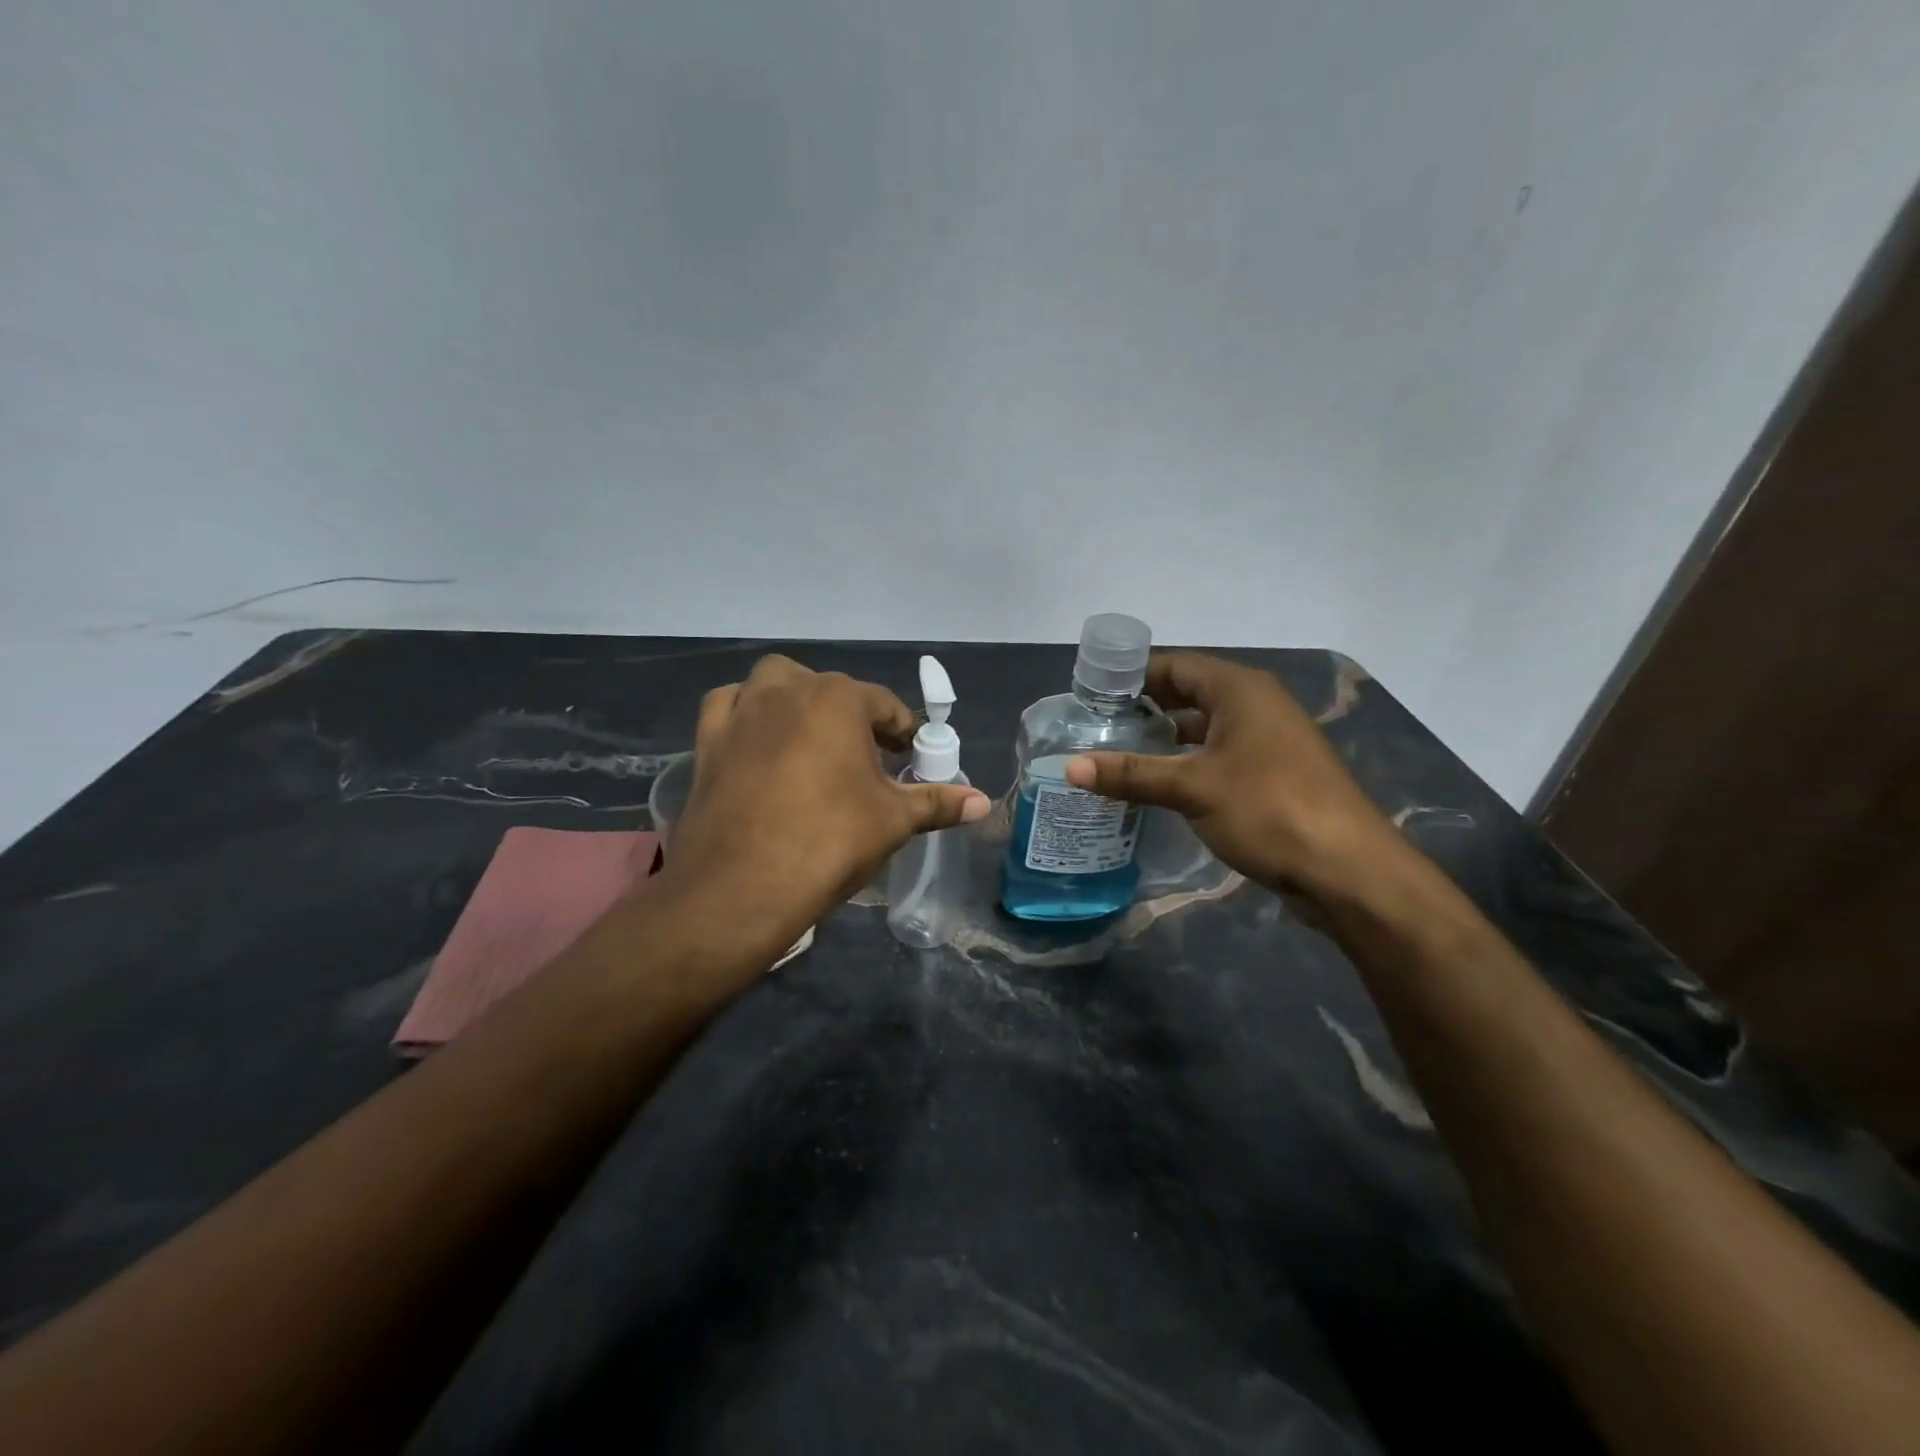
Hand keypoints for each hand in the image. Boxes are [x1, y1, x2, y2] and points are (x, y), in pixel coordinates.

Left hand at [663, 656, 989, 949]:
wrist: (742, 884)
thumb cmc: (830, 841)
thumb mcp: (894, 821)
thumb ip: (938, 803)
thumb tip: (984, 802)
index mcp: (839, 699)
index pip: (883, 704)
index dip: (901, 730)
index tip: (908, 755)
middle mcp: (788, 690)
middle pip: (829, 689)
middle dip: (850, 714)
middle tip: (863, 756)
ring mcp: (742, 711)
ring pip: (773, 685)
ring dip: (795, 701)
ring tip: (810, 740)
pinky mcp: (708, 739)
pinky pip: (728, 708)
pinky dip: (746, 715)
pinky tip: (756, 742)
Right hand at [1064, 653, 1401, 903]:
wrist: (1348, 870)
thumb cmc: (1268, 809)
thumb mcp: (1193, 788)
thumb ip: (1132, 774)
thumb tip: (1070, 767)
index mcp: (1240, 690)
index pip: (1175, 666)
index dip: (1132, 677)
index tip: (1091, 695)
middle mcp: (1256, 705)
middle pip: (1189, 694)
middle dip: (1145, 708)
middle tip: (1097, 727)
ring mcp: (1268, 741)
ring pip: (1205, 728)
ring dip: (1165, 739)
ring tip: (1118, 755)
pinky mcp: (1273, 774)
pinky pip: (1219, 756)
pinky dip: (1187, 763)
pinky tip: (1159, 785)